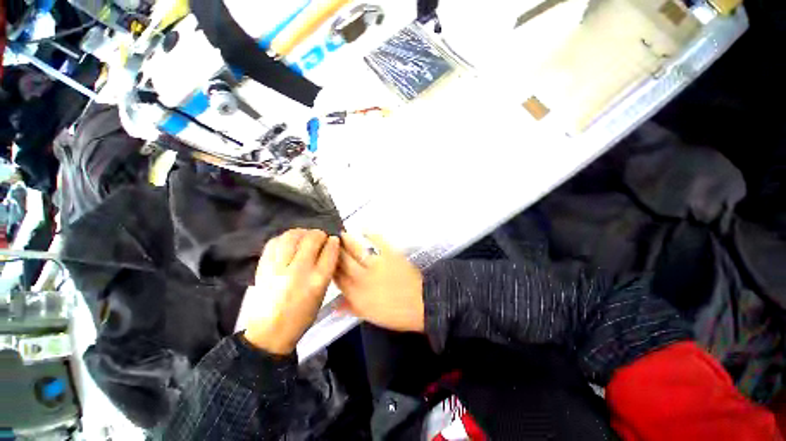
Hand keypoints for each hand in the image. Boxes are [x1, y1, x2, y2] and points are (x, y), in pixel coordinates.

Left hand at [243, 229, 339, 354]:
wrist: (269, 332)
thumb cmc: (302, 315)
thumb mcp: (322, 293)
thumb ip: (327, 269)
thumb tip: (329, 247)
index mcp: (317, 281)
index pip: (329, 251)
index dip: (333, 241)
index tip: (333, 239)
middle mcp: (299, 271)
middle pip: (311, 239)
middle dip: (319, 234)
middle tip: (320, 237)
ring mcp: (278, 268)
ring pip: (291, 237)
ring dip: (301, 232)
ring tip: (304, 236)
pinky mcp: (263, 267)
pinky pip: (274, 243)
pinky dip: (284, 238)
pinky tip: (289, 242)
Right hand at [335, 233, 424, 331]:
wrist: (422, 304)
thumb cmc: (397, 314)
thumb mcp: (371, 316)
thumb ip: (352, 308)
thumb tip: (335, 306)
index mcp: (357, 295)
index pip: (337, 279)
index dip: (330, 269)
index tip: (326, 261)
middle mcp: (362, 278)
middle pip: (342, 262)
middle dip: (334, 252)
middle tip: (329, 243)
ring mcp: (376, 265)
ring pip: (356, 250)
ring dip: (346, 241)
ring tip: (340, 234)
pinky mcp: (390, 255)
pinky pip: (378, 241)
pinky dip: (370, 234)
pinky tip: (363, 228)